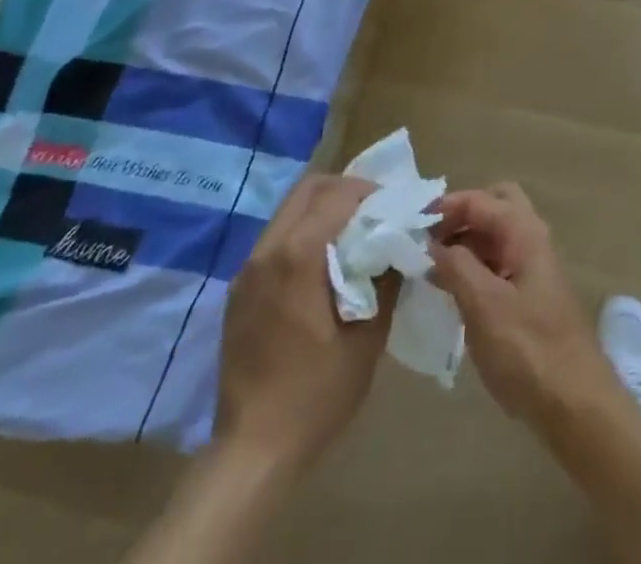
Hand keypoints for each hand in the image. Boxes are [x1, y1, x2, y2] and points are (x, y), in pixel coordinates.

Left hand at [214, 174, 397, 474]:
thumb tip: (400, 243)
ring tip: (352, 236)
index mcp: (298, 255)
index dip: (371, 192)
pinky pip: (276, 239)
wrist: (253, 451)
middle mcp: (268, 250)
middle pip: (308, 189)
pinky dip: (303, 233)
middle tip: (374, 212)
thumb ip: (386, 278)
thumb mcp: (369, 335)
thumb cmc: (317, 392)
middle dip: (345, 190)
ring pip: (289, 210)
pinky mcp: (239, 290)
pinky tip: (323, 266)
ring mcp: (248, 269)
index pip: (339, 194)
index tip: (395, 207)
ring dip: (323, 210)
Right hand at [428, 183, 621, 434]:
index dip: (444, 206)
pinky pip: (497, 263)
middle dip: (459, 216)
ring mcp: (532, 267)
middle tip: (427, 242)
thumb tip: (431, 243)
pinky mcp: (529, 294)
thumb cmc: (528, 351)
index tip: (409, 227)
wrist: (574, 402)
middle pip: (494, 206)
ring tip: (427, 268)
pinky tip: (449, 291)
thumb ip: (456, 267)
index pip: (480, 199)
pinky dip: (473, 266)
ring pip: (495, 235)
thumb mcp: (484, 306)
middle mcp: (531, 239)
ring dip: (464, 242)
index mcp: (524, 232)